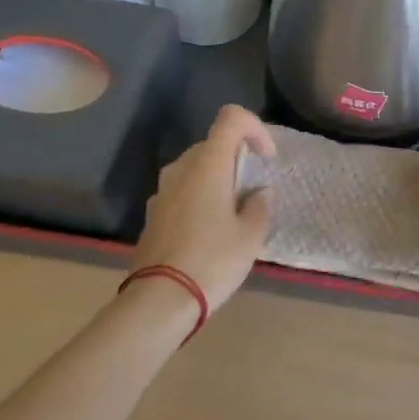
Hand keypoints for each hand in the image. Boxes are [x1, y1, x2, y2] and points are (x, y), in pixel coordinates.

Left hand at [132, 105, 274, 311]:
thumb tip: (257, 194)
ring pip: (195, 168)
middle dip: (236, 158)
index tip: (266, 158)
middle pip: (213, 143)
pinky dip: (198, 198)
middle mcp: (182, 168)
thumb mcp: (250, 236)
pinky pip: (181, 191)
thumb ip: (259, 206)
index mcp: (208, 163)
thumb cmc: (212, 261)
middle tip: (252, 190)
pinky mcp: (152, 214)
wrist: (158, 301)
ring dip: (216, 179)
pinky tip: (207, 232)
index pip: (232, 118)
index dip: (255, 128)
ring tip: (230, 213)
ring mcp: (162, 190)